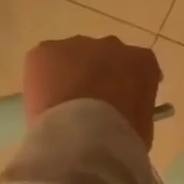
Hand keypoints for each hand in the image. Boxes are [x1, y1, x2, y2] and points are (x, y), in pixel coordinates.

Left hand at [22, 35, 162, 149]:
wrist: (82, 138)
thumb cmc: (120, 138)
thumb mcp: (142, 126)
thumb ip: (135, 110)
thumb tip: (121, 114)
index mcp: (142, 62)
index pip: (137, 67)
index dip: (126, 85)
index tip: (119, 104)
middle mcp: (112, 45)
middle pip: (104, 55)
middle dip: (97, 75)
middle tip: (89, 106)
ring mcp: (77, 45)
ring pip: (72, 56)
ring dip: (69, 75)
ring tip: (62, 107)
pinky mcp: (46, 51)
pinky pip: (43, 61)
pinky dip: (41, 79)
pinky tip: (43, 102)